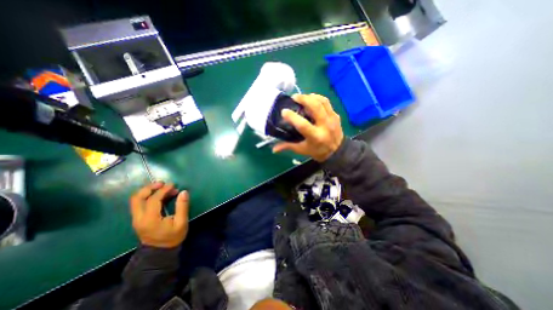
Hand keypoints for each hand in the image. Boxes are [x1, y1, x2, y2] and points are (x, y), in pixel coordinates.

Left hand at [131, 182, 190, 247]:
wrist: (159, 253)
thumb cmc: (172, 238)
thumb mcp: (181, 223)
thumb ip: (182, 206)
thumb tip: (184, 192)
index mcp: (150, 219)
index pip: (153, 199)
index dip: (163, 190)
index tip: (173, 185)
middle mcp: (139, 218)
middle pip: (137, 197)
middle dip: (150, 187)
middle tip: (163, 183)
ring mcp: (136, 219)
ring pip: (136, 200)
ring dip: (147, 191)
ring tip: (161, 187)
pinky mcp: (138, 219)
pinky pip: (139, 204)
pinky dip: (147, 196)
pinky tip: (159, 195)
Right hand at [273, 93, 344, 161]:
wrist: (337, 152)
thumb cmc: (317, 151)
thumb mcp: (302, 150)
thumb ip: (288, 146)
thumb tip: (273, 149)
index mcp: (315, 137)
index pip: (303, 124)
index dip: (292, 117)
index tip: (284, 111)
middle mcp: (325, 126)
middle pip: (315, 107)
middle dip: (304, 99)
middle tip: (294, 97)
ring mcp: (332, 119)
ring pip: (322, 101)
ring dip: (311, 96)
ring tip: (302, 97)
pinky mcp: (336, 115)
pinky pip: (327, 103)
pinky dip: (318, 99)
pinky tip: (311, 99)